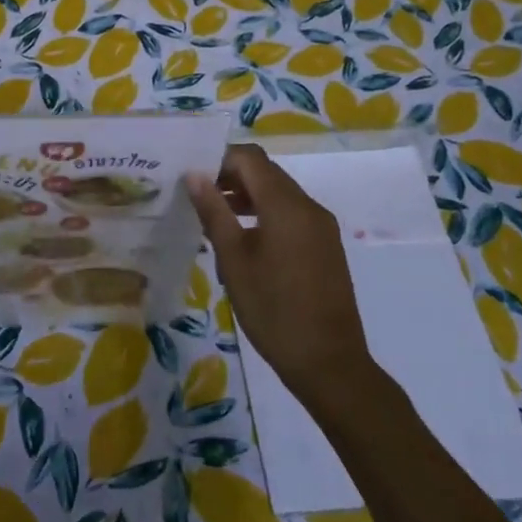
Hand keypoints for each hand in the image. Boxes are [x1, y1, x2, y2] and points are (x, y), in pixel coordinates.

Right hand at [186, 145, 375, 411]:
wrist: (329, 363)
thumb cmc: (273, 310)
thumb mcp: (233, 260)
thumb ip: (214, 212)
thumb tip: (194, 175)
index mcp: (286, 204)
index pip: (249, 158)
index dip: (218, 160)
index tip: (191, 178)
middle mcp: (308, 206)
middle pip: (266, 172)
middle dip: (231, 177)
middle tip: (197, 198)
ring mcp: (321, 226)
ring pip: (278, 193)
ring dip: (247, 196)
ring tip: (214, 219)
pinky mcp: (326, 246)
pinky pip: (291, 214)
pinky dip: (265, 214)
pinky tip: (243, 241)